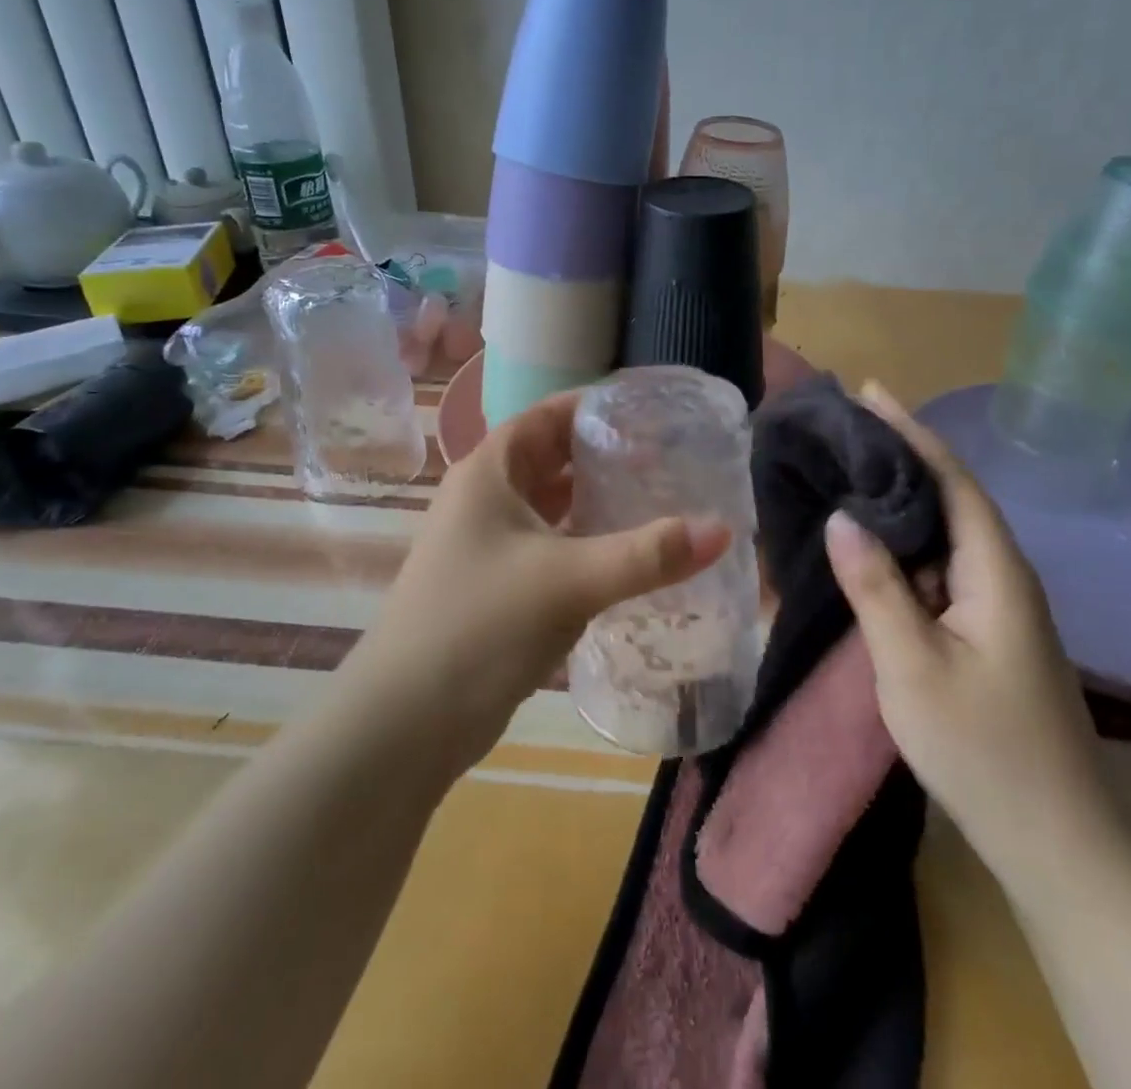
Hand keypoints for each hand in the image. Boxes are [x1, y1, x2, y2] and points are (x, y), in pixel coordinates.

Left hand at [352, 390, 730, 772]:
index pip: (547, 416)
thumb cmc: (481, 625)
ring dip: (598, 502)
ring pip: (553, 507)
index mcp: (489, 473)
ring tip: (659, 499)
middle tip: (668, 457)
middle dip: (605, 456)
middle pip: (553, 459)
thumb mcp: (569, 580)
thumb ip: (647, 554)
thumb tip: (724, 530)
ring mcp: (489, 545)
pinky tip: (628, 556)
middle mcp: (485, 499)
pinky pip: (552, 547)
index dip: (595, 407)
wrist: (406, 723)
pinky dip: (587, 543)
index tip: (650, 411)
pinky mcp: (500, 587)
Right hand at [823, 384, 1130, 902]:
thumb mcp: (913, 667)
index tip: (869, 392)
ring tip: (847, 473)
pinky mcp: (988, 631)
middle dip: (900, 456)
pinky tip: (871, 548)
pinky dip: (904, 547)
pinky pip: (940, 569)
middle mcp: (1003, 574)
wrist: (1058, 842)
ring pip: (944, 534)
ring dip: (900, 502)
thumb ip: (876, 588)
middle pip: (951, 496)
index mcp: (995, 569)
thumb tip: (841, 517)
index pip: (952, 478)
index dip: (910, 431)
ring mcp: (998, 605)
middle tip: (844, 430)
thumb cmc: (984, 751)